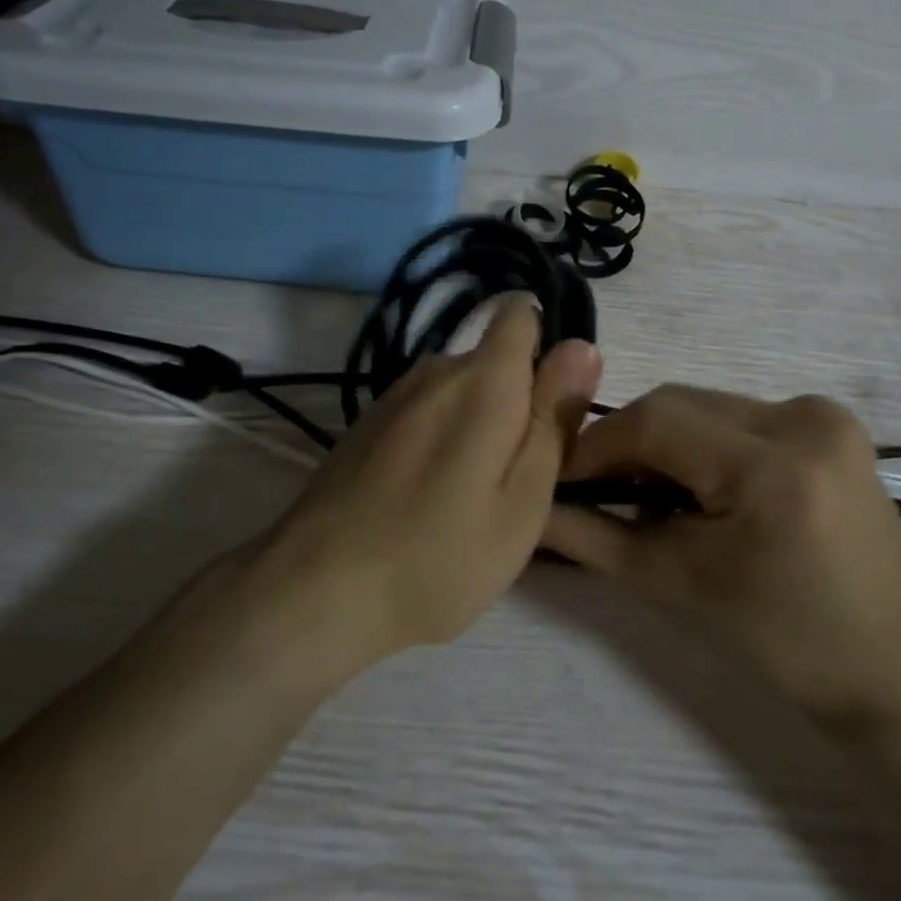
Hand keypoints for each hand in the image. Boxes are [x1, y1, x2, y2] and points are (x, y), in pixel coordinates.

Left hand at [257, 296, 601, 679]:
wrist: (319, 587)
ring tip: (470, 497)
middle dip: (516, 402)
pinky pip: (425, 412)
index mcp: (484, 379)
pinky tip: (425, 496)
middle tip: (517, 479)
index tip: (553, 408)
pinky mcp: (368, 423)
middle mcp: (436, 369)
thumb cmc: (440, 554)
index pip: (520, 314)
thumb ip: (554, 417)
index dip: (547, 348)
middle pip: (494, 361)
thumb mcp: (523, 499)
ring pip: (459, 390)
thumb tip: (580, 345)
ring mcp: (395, 395)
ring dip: (476, 425)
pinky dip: (440, 439)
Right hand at [545, 386, 900, 732]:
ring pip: (704, 405)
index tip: (561, 477)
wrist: (891, 664)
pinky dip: (701, 440)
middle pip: (678, 403)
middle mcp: (806, 420)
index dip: (597, 445)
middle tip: (598, 487)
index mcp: (775, 468)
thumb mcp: (673, 585)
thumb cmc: (781, 639)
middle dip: (628, 442)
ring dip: (663, 439)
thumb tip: (530, 508)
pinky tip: (696, 482)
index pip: (656, 423)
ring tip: (645, 489)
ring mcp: (824, 414)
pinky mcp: (830, 421)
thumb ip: (592, 537)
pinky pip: (737, 414)